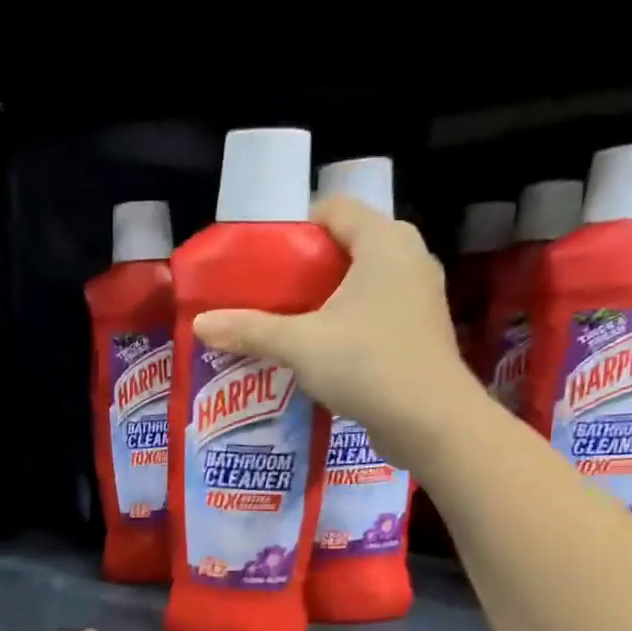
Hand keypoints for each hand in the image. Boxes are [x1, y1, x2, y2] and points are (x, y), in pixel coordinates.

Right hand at [191, 195, 483, 468]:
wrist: (430, 421)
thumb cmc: (367, 364)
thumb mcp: (300, 345)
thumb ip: (250, 330)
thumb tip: (201, 324)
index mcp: (383, 241)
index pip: (334, 209)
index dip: (295, 228)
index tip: (264, 260)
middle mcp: (409, 257)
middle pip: (348, 246)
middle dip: (308, 268)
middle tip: (270, 294)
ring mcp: (420, 296)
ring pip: (364, 282)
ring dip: (328, 299)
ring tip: (290, 323)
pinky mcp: (422, 331)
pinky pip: (377, 312)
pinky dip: (350, 323)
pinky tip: (323, 351)